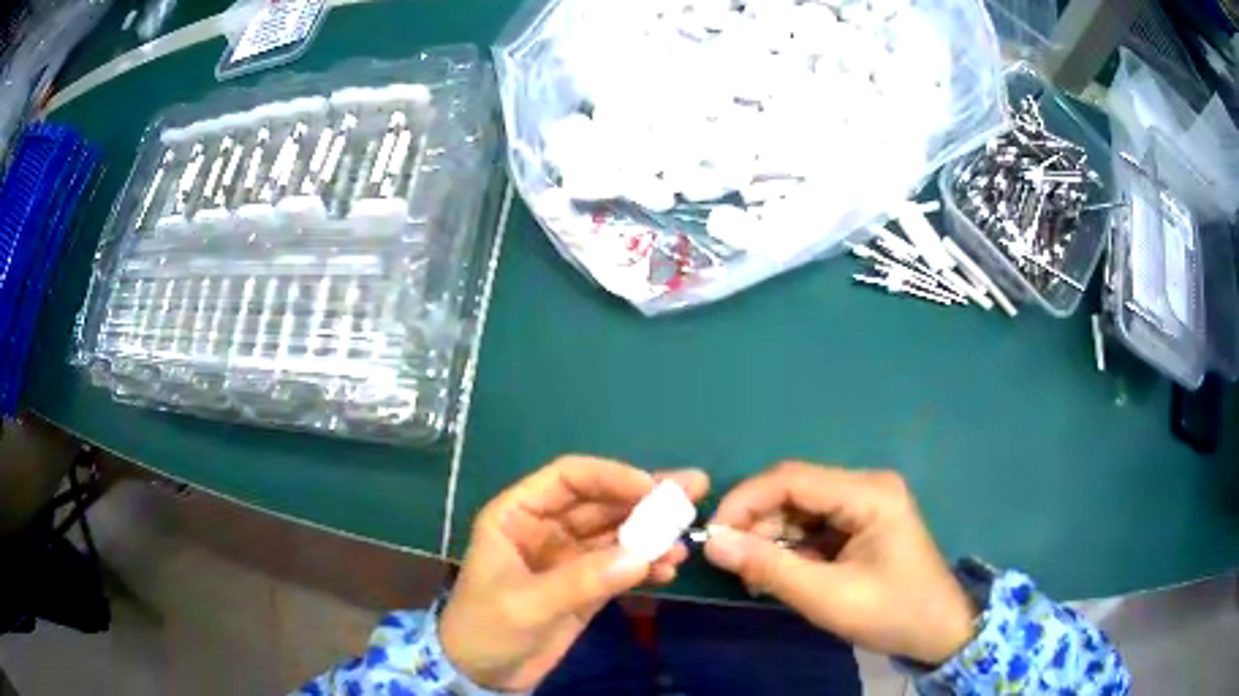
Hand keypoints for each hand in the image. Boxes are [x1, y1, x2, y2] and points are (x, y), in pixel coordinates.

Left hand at [440, 455, 708, 690]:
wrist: (484, 675)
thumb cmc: (486, 629)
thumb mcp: (525, 605)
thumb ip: (581, 580)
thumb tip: (643, 556)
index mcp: (518, 515)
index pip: (568, 479)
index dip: (610, 476)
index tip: (651, 488)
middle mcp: (547, 528)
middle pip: (601, 502)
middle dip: (645, 498)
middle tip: (693, 491)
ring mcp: (570, 557)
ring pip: (617, 533)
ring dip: (652, 533)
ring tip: (687, 537)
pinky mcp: (587, 584)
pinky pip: (622, 565)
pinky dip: (646, 564)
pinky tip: (669, 569)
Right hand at [703, 462, 975, 664]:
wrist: (939, 632)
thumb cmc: (891, 613)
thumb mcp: (827, 597)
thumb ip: (769, 568)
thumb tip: (713, 544)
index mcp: (868, 493)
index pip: (791, 479)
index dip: (745, 501)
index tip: (713, 536)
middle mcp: (866, 486)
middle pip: (794, 491)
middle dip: (758, 524)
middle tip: (733, 564)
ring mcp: (866, 504)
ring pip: (800, 509)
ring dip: (772, 539)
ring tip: (756, 577)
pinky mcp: (863, 523)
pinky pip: (815, 525)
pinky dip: (791, 547)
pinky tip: (780, 573)